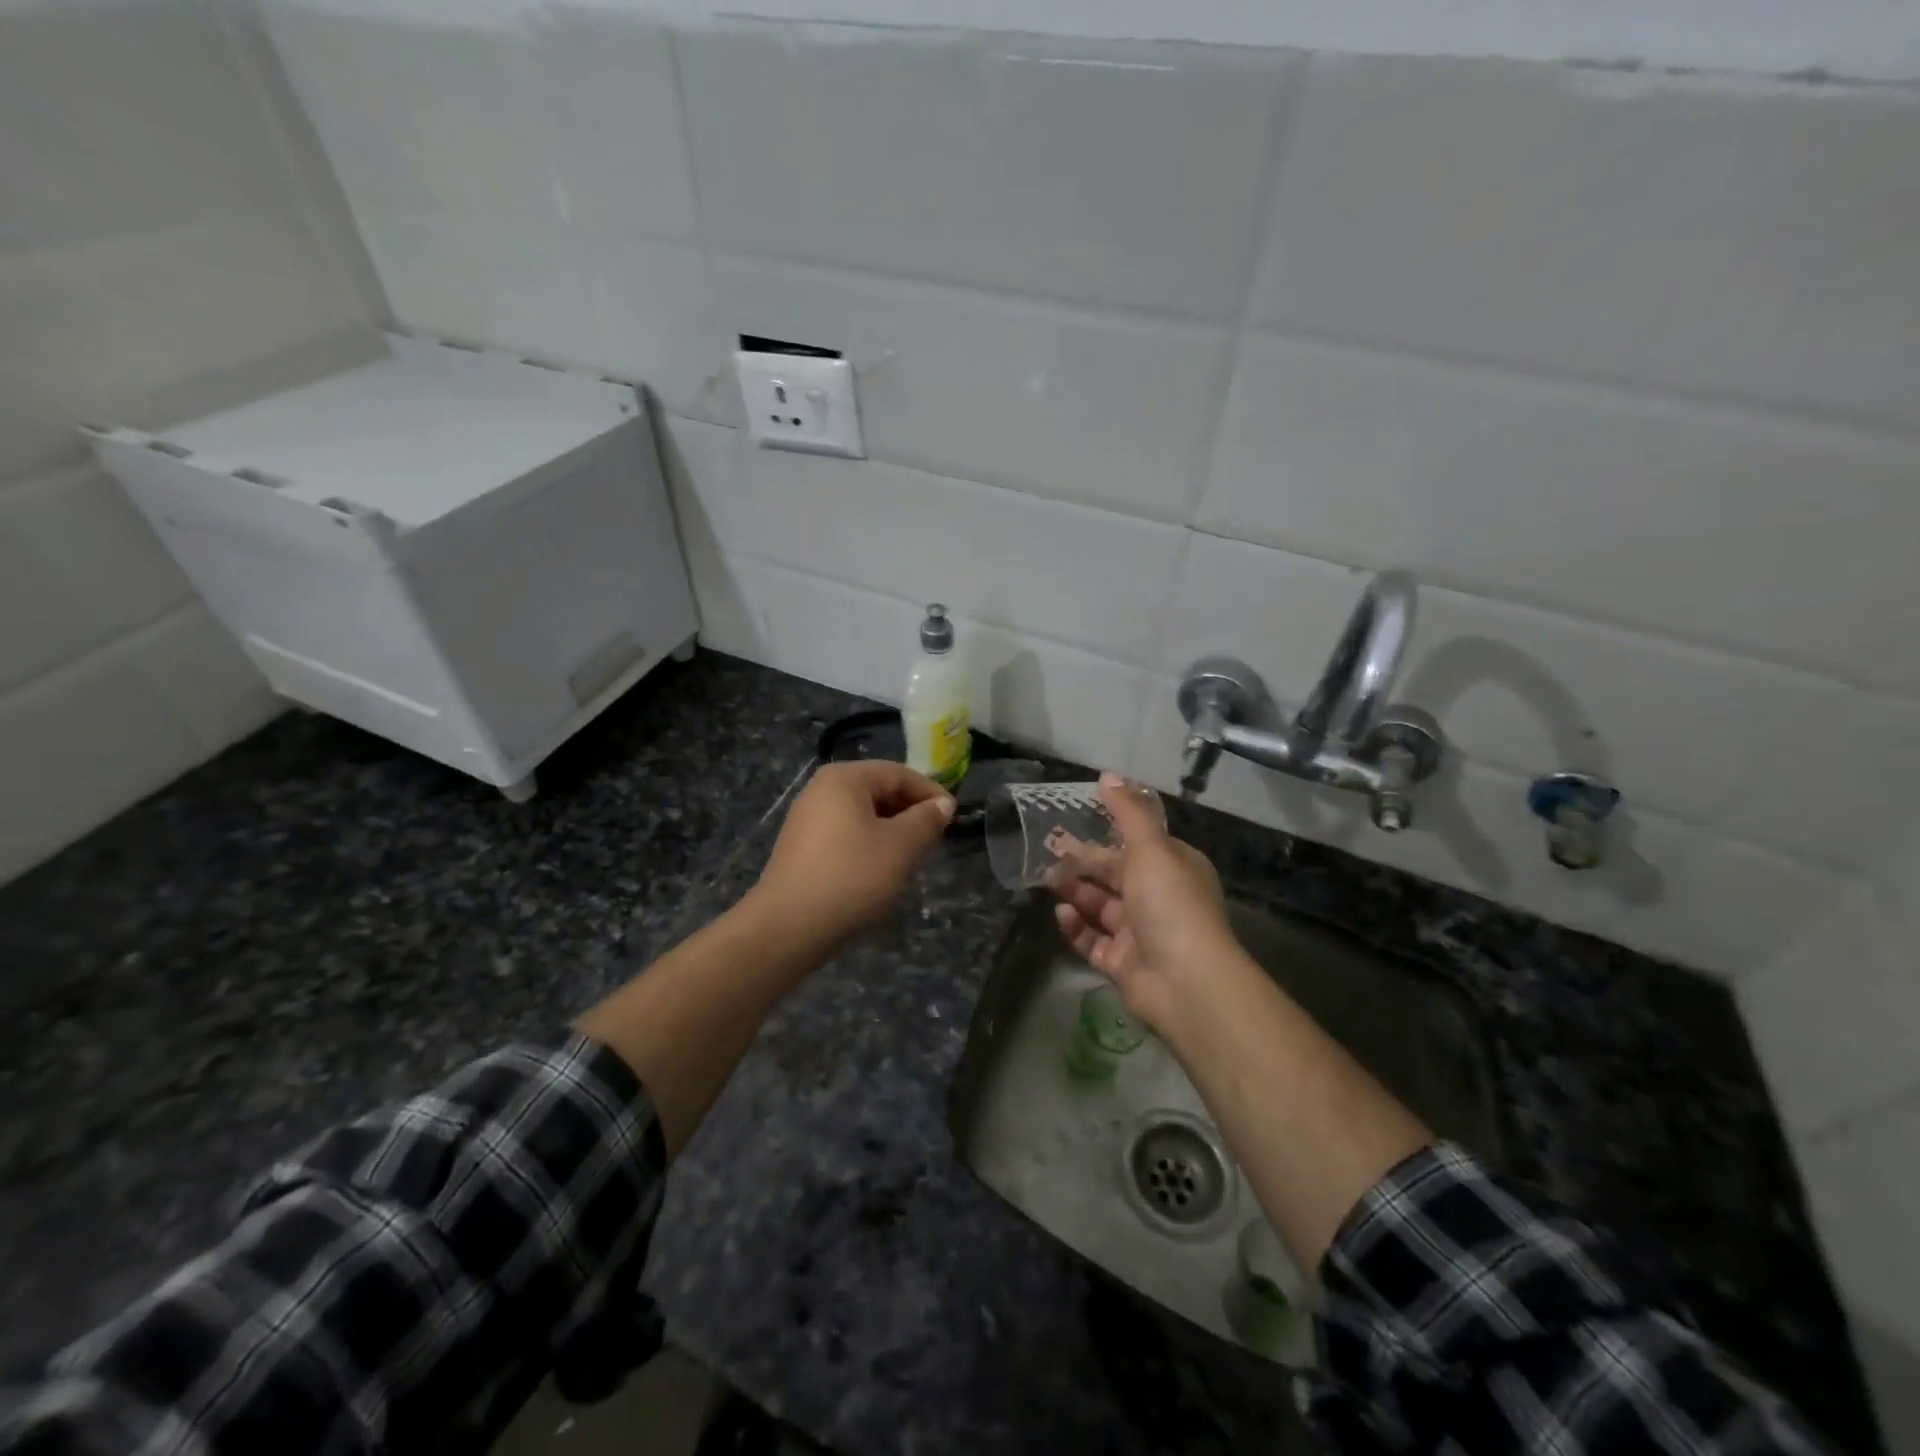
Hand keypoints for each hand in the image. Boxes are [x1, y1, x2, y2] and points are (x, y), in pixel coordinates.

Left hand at [749, 760, 955, 946]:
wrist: (789, 925)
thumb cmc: (851, 875)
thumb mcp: (900, 846)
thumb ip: (926, 820)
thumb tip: (943, 804)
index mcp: (844, 778)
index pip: (898, 773)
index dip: (930, 793)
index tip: (954, 817)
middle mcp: (821, 789)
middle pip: (878, 790)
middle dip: (910, 812)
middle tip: (935, 838)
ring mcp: (807, 818)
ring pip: (862, 814)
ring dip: (892, 830)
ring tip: (913, 855)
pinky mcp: (802, 846)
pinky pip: (845, 833)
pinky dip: (869, 843)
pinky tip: (881, 869)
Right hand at [1049, 773, 1239, 1035]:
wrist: (1186, 983)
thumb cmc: (1170, 904)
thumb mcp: (1151, 848)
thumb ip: (1128, 812)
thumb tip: (1108, 775)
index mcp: (1174, 867)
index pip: (1137, 843)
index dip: (1107, 830)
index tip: (1074, 817)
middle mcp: (1159, 897)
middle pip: (1114, 873)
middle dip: (1083, 861)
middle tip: (1047, 847)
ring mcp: (1140, 933)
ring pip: (1100, 905)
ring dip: (1076, 891)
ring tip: (1048, 878)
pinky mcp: (1122, 963)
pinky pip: (1092, 940)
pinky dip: (1076, 926)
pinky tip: (1061, 913)